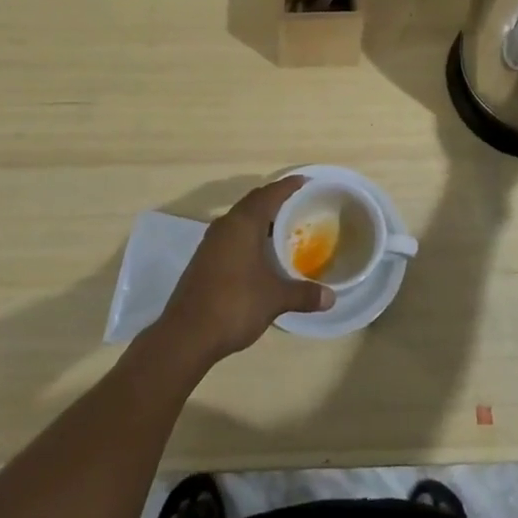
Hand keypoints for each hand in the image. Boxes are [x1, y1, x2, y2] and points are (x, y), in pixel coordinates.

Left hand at [159, 176, 332, 365]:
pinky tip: (262, 254)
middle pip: (254, 203)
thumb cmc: (235, 304)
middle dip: (276, 200)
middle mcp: (226, 225)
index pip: (270, 194)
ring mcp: (211, 242)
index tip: (307, 182)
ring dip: (261, 220)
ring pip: (241, 219)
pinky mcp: (204, 259)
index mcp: (243, 223)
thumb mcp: (275, 298)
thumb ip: (303, 294)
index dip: (289, 186)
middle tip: (300, 204)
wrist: (186, 335)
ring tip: (285, 228)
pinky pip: (232, 236)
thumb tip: (331, 297)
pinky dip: (250, 236)